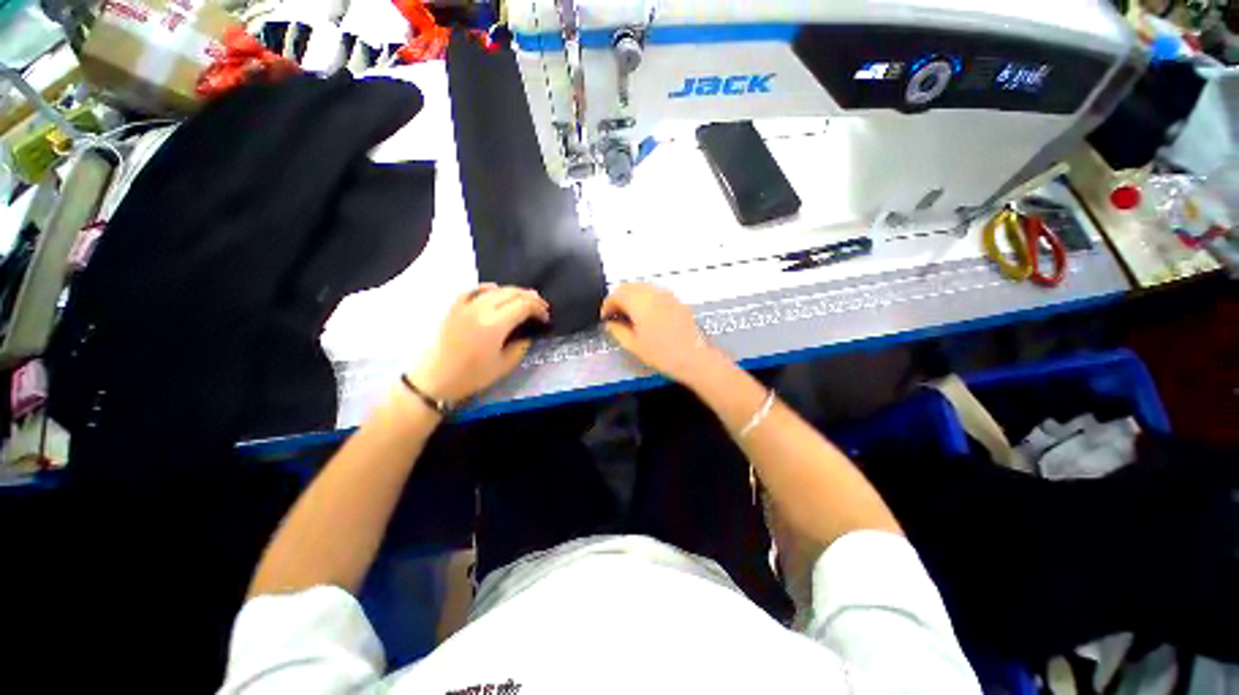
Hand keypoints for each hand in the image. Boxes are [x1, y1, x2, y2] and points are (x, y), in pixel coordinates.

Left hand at [407, 284, 549, 402]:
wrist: (435, 379)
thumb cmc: (472, 376)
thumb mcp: (504, 365)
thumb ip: (520, 346)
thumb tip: (527, 334)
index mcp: (495, 325)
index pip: (524, 305)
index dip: (539, 309)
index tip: (545, 318)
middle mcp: (481, 309)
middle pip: (512, 293)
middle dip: (530, 297)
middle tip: (541, 307)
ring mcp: (465, 306)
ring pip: (495, 289)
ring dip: (513, 292)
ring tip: (523, 299)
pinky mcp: (454, 308)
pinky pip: (473, 290)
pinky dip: (487, 288)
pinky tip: (494, 290)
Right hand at [600, 282, 727, 385]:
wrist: (693, 357)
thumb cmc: (662, 353)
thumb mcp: (633, 345)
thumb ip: (617, 330)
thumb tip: (610, 323)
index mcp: (639, 302)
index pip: (616, 294)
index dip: (607, 305)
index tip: (605, 317)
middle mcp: (652, 292)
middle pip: (629, 286)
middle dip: (618, 298)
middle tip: (615, 315)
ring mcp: (666, 294)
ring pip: (642, 287)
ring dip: (631, 297)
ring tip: (629, 315)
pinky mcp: (675, 299)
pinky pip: (655, 292)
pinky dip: (645, 298)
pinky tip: (646, 314)